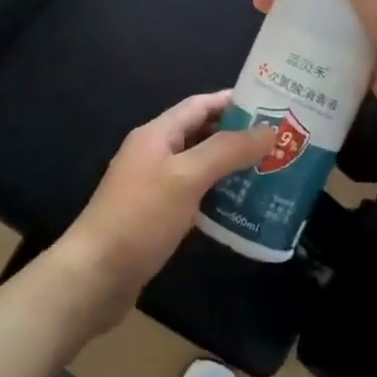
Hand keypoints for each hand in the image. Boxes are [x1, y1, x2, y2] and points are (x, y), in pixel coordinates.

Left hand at [50, 92, 273, 334]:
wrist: (96, 274)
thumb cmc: (141, 217)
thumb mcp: (187, 177)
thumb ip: (227, 151)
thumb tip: (268, 130)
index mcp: (156, 134)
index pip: (199, 105)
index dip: (233, 102)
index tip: (272, 105)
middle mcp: (153, 153)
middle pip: (200, 134)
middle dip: (237, 136)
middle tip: (280, 144)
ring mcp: (152, 186)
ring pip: (199, 167)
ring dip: (231, 168)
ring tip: (270, 174)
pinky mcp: (155, 216)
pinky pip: (193, 196)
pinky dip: (217, 197)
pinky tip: (242, 210)